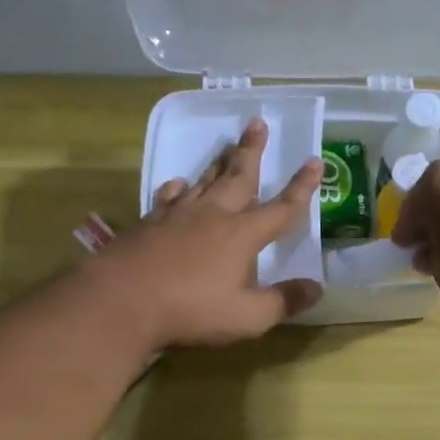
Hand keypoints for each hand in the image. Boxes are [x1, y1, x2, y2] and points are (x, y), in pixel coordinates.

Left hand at [97, 118, 322, 347]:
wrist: (121, 301)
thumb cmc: (191, 311)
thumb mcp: (248, 317)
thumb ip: (283, 301)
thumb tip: (317, 288)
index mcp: (241, 235)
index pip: (281, 209)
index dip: (301, 188)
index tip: (315, 162)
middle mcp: (212, 216)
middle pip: (238, 177)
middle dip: (252, 151)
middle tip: (258, 122)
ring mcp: (177, 216)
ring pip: (204, 180)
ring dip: (219, 162)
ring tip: (227, 145)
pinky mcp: (149, 224)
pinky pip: (169, 197)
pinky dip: (179, 188)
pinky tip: (178, 185)